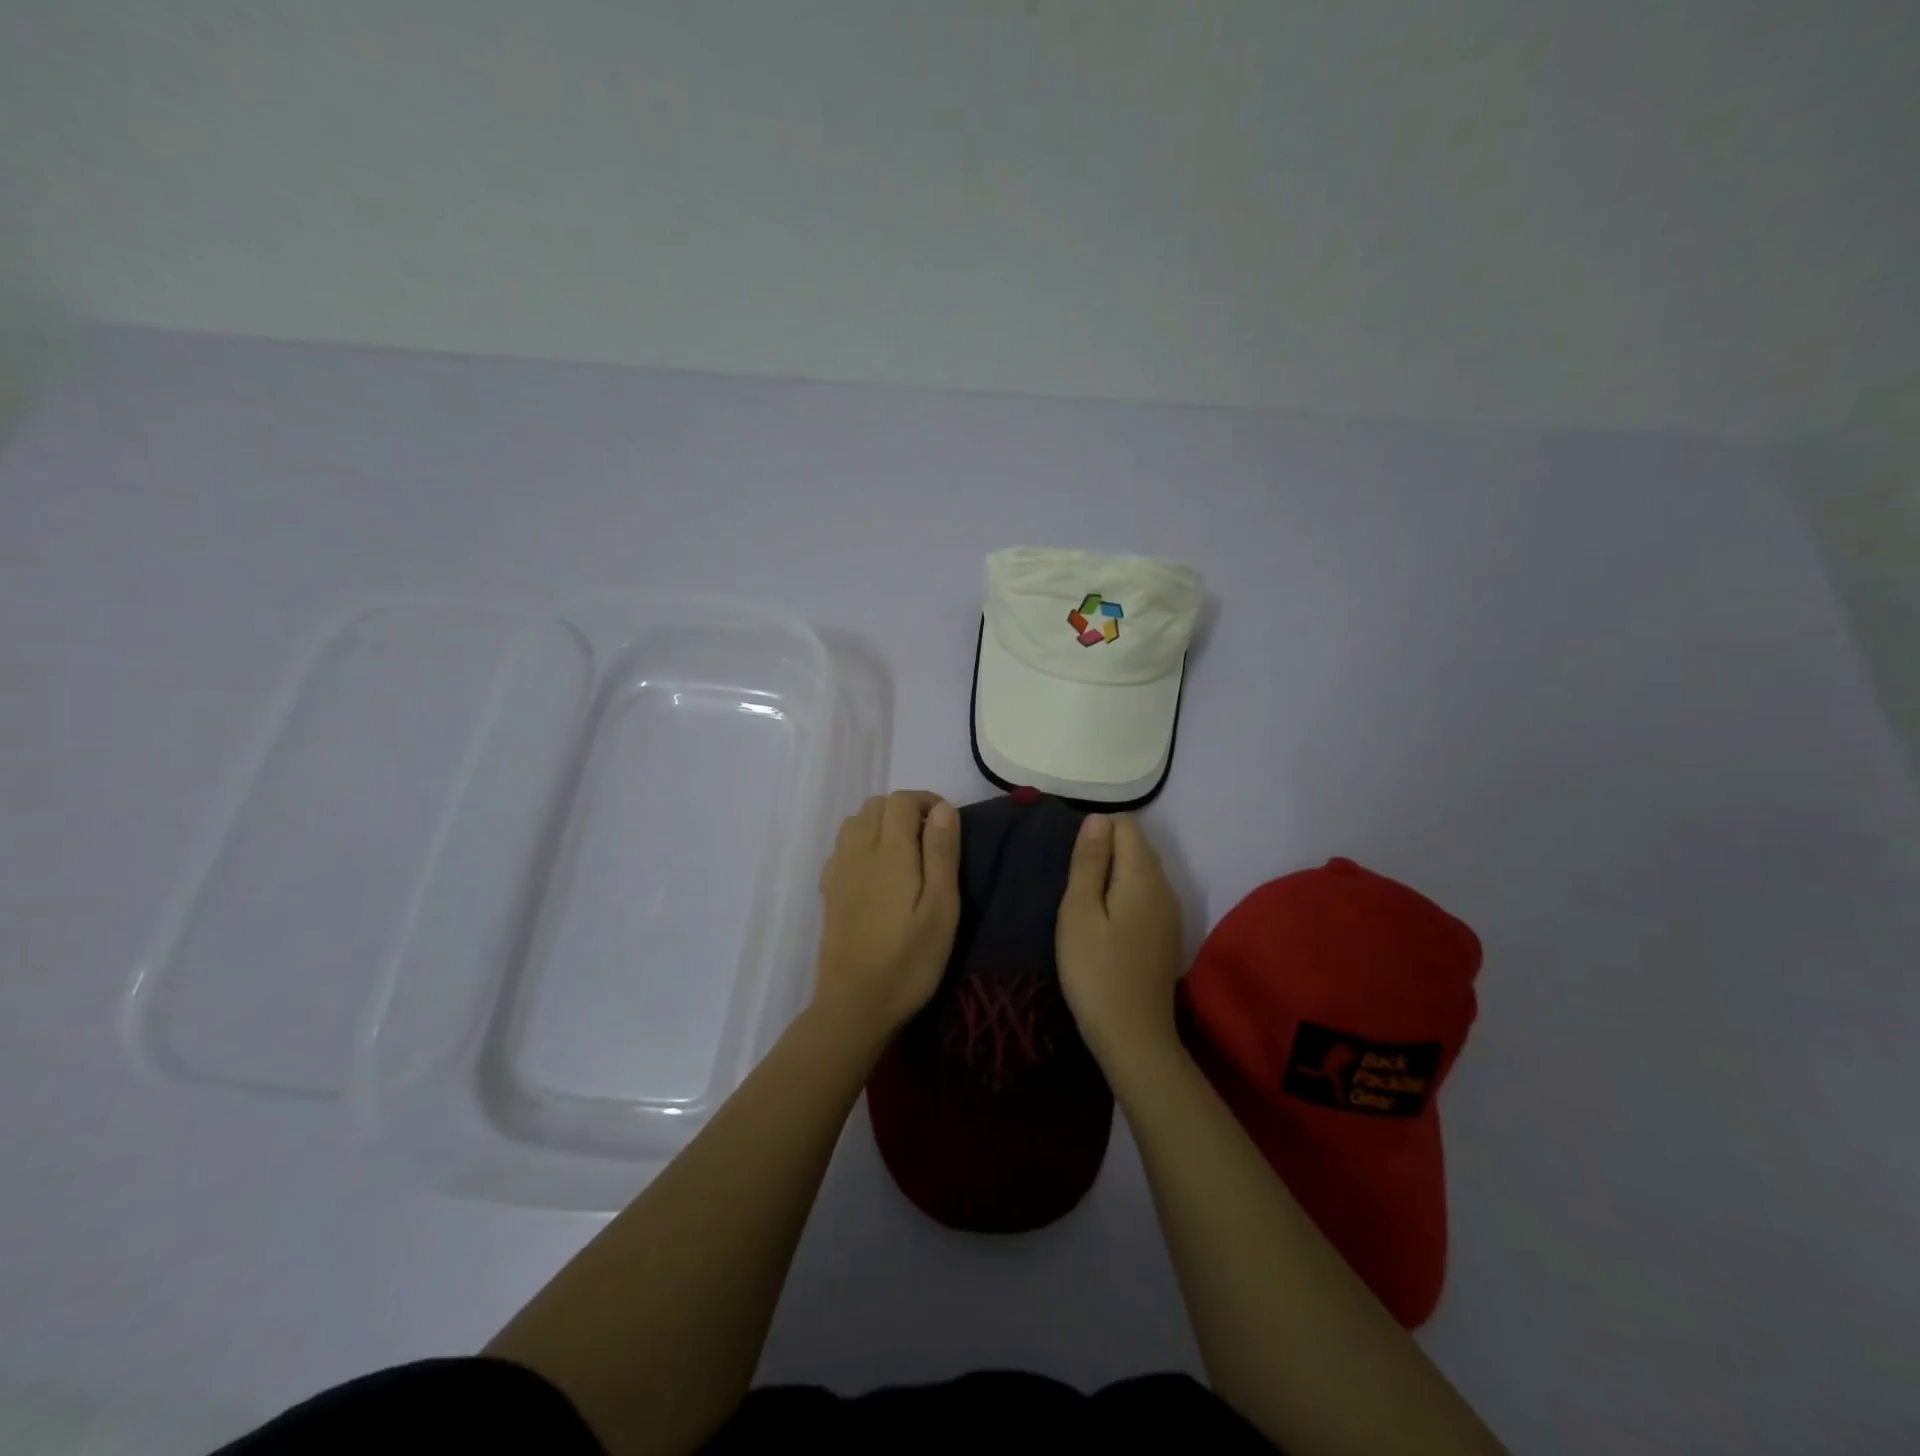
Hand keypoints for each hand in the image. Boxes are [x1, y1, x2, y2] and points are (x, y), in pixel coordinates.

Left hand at [815, 791, 961, 1034]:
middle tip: (930, 842)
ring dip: (880, 825)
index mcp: (889, 852)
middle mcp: (857, 851)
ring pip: (855, 823)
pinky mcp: (828, 891)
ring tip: (904, 855)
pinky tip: (876, 874)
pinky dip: (861, 844)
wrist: (854, 1006)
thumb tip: (942, 808)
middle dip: (904, 811)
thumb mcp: (942, 910)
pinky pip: (842, 848)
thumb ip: (942, 854)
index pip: (901, 800)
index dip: (926, 802)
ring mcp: (838, 871)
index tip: (947, 826)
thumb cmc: (909, 961)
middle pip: (875, 805)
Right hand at [1056, 814, 1184, 1070]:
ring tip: (1082, 900)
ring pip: (1142, 870)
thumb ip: (1089, 862)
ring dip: (1113, 872)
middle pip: (1137, 845)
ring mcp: (1170, 912)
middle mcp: (1165, 887)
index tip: (1071, 859)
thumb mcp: (1079, 912)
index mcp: (1143, 876)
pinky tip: (1104, 920)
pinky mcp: (1166, 934)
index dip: (1096, 830)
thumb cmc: (1096, 971)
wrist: (1134, 1037)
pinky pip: (1146, 894)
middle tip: (1071, 880)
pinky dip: (1124, 893)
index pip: (1126, 825)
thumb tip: (1096, 818)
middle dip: (1104, 849)